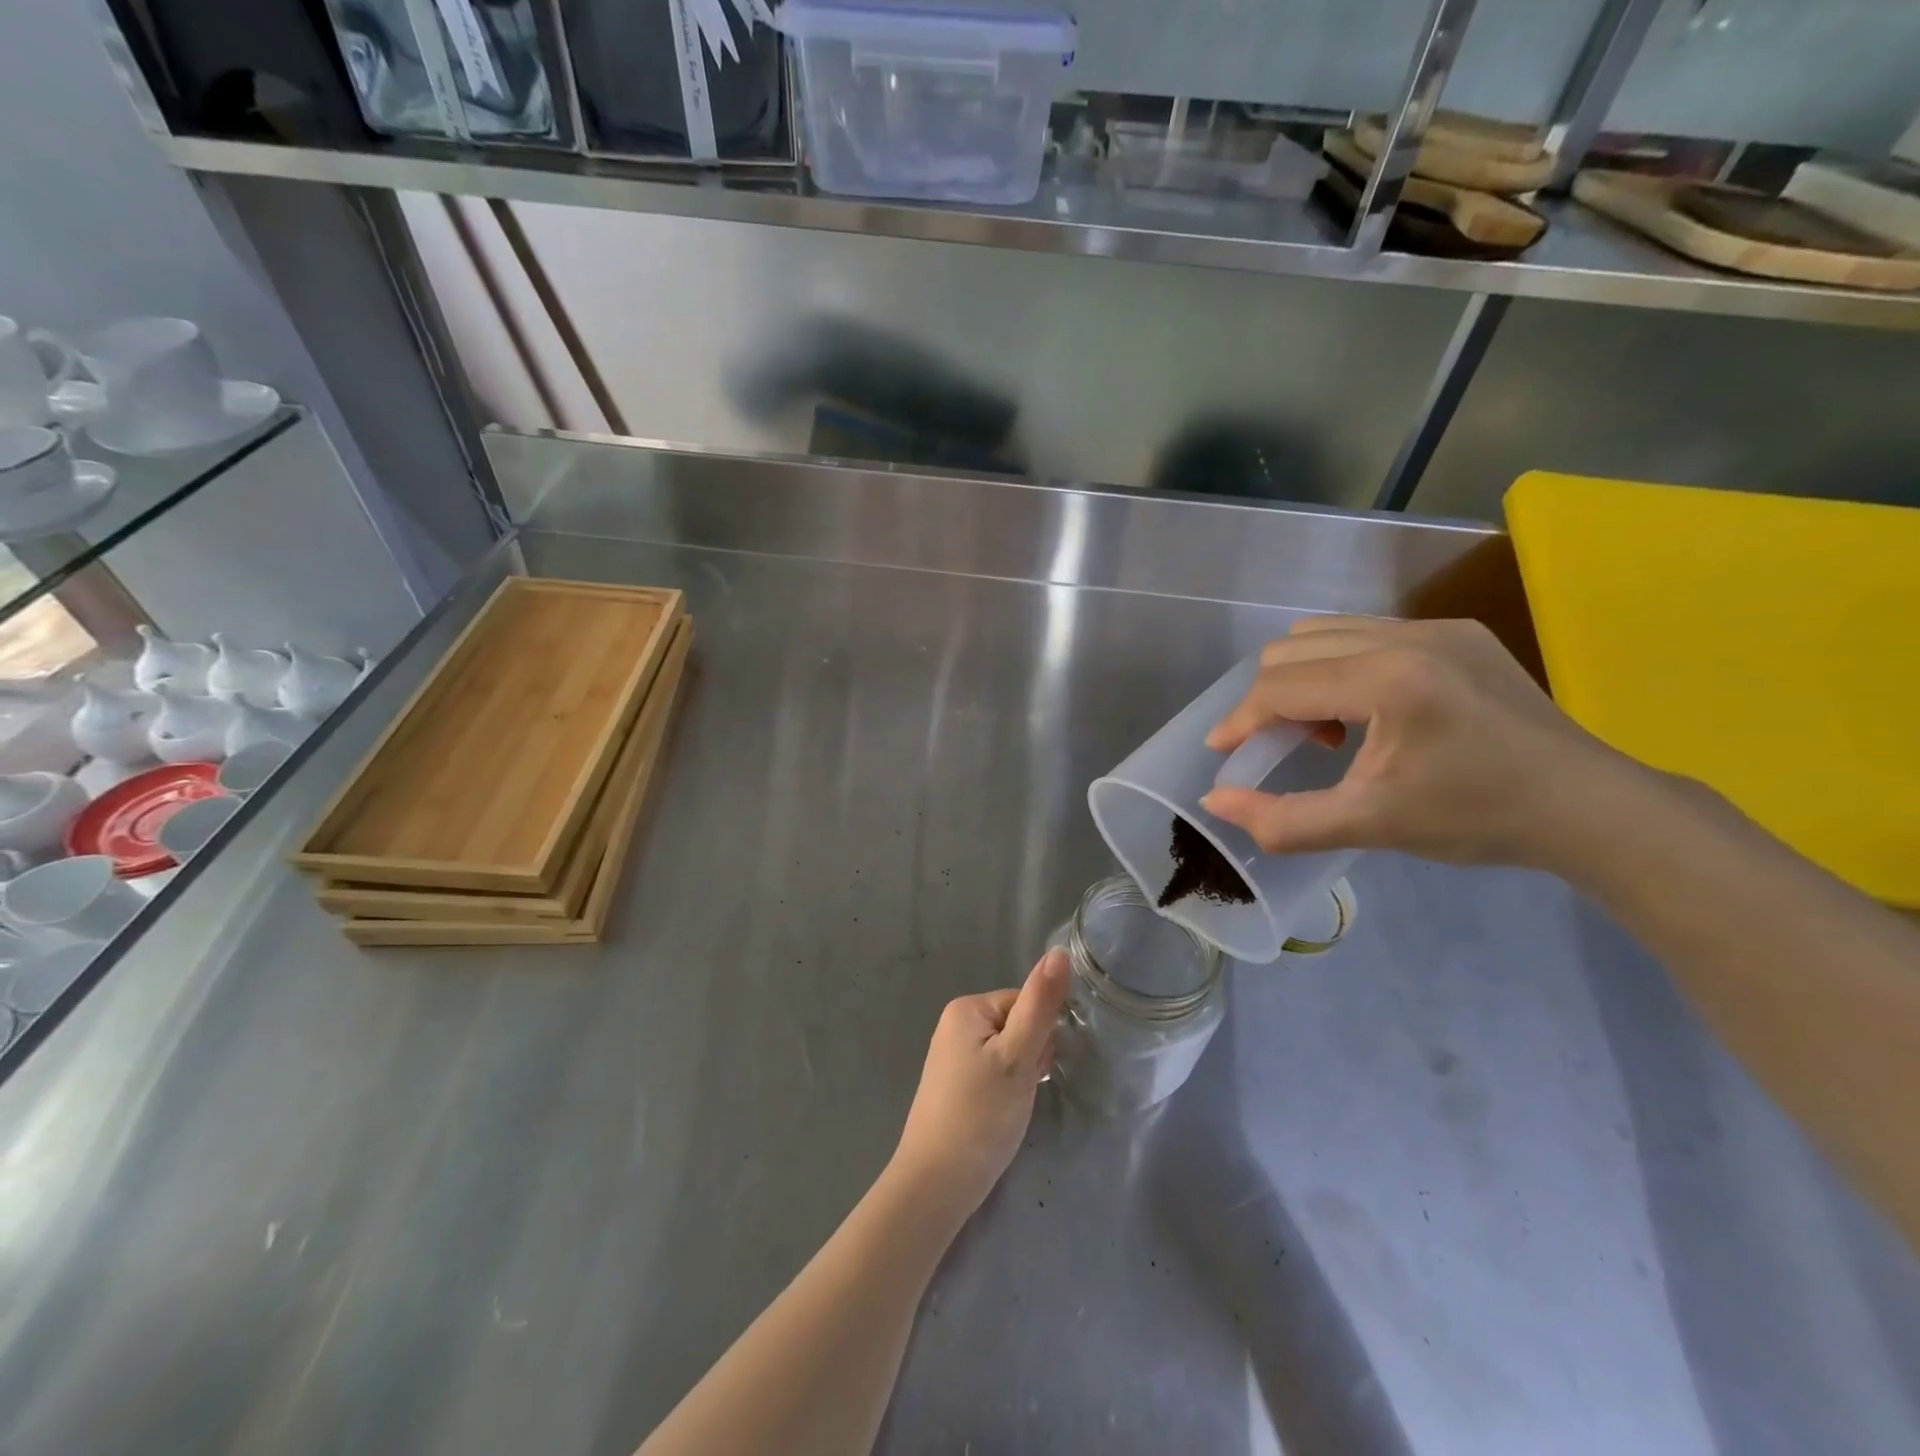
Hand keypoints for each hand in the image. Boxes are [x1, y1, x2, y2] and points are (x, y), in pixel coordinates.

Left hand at [889, 950, 1070, 1219]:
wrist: (936, 1184)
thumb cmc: (980, 1115)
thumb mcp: (1018, 1057)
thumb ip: (1041, 1005)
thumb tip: (1060, 952)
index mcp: (967, 1007)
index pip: (1026, 1002)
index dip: (1041, 1036)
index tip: (1036, 1069)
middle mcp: (956, 1023)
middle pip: (1018, 1025)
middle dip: (1031, 1057)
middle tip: (1022, 1092)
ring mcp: (954, 1056)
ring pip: (1010, 1052)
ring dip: (1022, 1076)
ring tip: (1012, 1108)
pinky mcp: (956, 1085)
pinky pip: (995, 1072)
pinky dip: (1007, 1091)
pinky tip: (1002, 1116)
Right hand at [1200, 617, 1642, 869]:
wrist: (1588, 806)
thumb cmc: (1477, 819)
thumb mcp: (1370, 826)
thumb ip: (1282, 819)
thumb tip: (1215, 799)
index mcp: (1387, 679)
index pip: (1281, 685)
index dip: (1241, 720)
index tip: (1223, 752)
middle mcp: (1407, 635)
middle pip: (1292, 648)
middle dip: (1269, 698)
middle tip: (1284, 747)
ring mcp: (1436, 627)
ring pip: (1325, 631)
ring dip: (1302, 676)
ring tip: (1326, 728)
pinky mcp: (1457, 631)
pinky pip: (1367, 633)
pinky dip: (1341, 666)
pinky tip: (1368, 711)